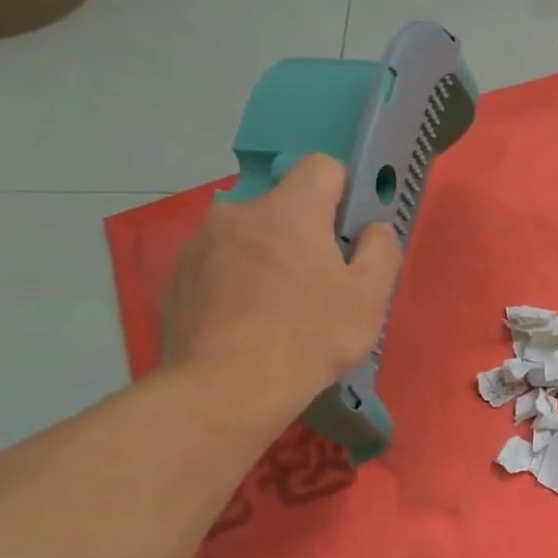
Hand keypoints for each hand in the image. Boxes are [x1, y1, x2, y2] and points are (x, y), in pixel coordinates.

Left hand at [161, 154, 400, 420]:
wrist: (224, 390)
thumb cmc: (309, 338)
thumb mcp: (369, 299)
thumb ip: (381, 252)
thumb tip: (375, 229)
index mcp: (290, 210)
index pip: (322, 166)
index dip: (344, 192)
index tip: (350, 231)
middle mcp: (238, 213)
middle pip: (283, 207)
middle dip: (304, 234)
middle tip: (319, 284)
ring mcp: (199, 245)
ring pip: (249, 238)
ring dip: (267, 259)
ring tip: (279, 312)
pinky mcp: (176, 279)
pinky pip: (219, 267)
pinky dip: (236, 285)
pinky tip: (246, 326)